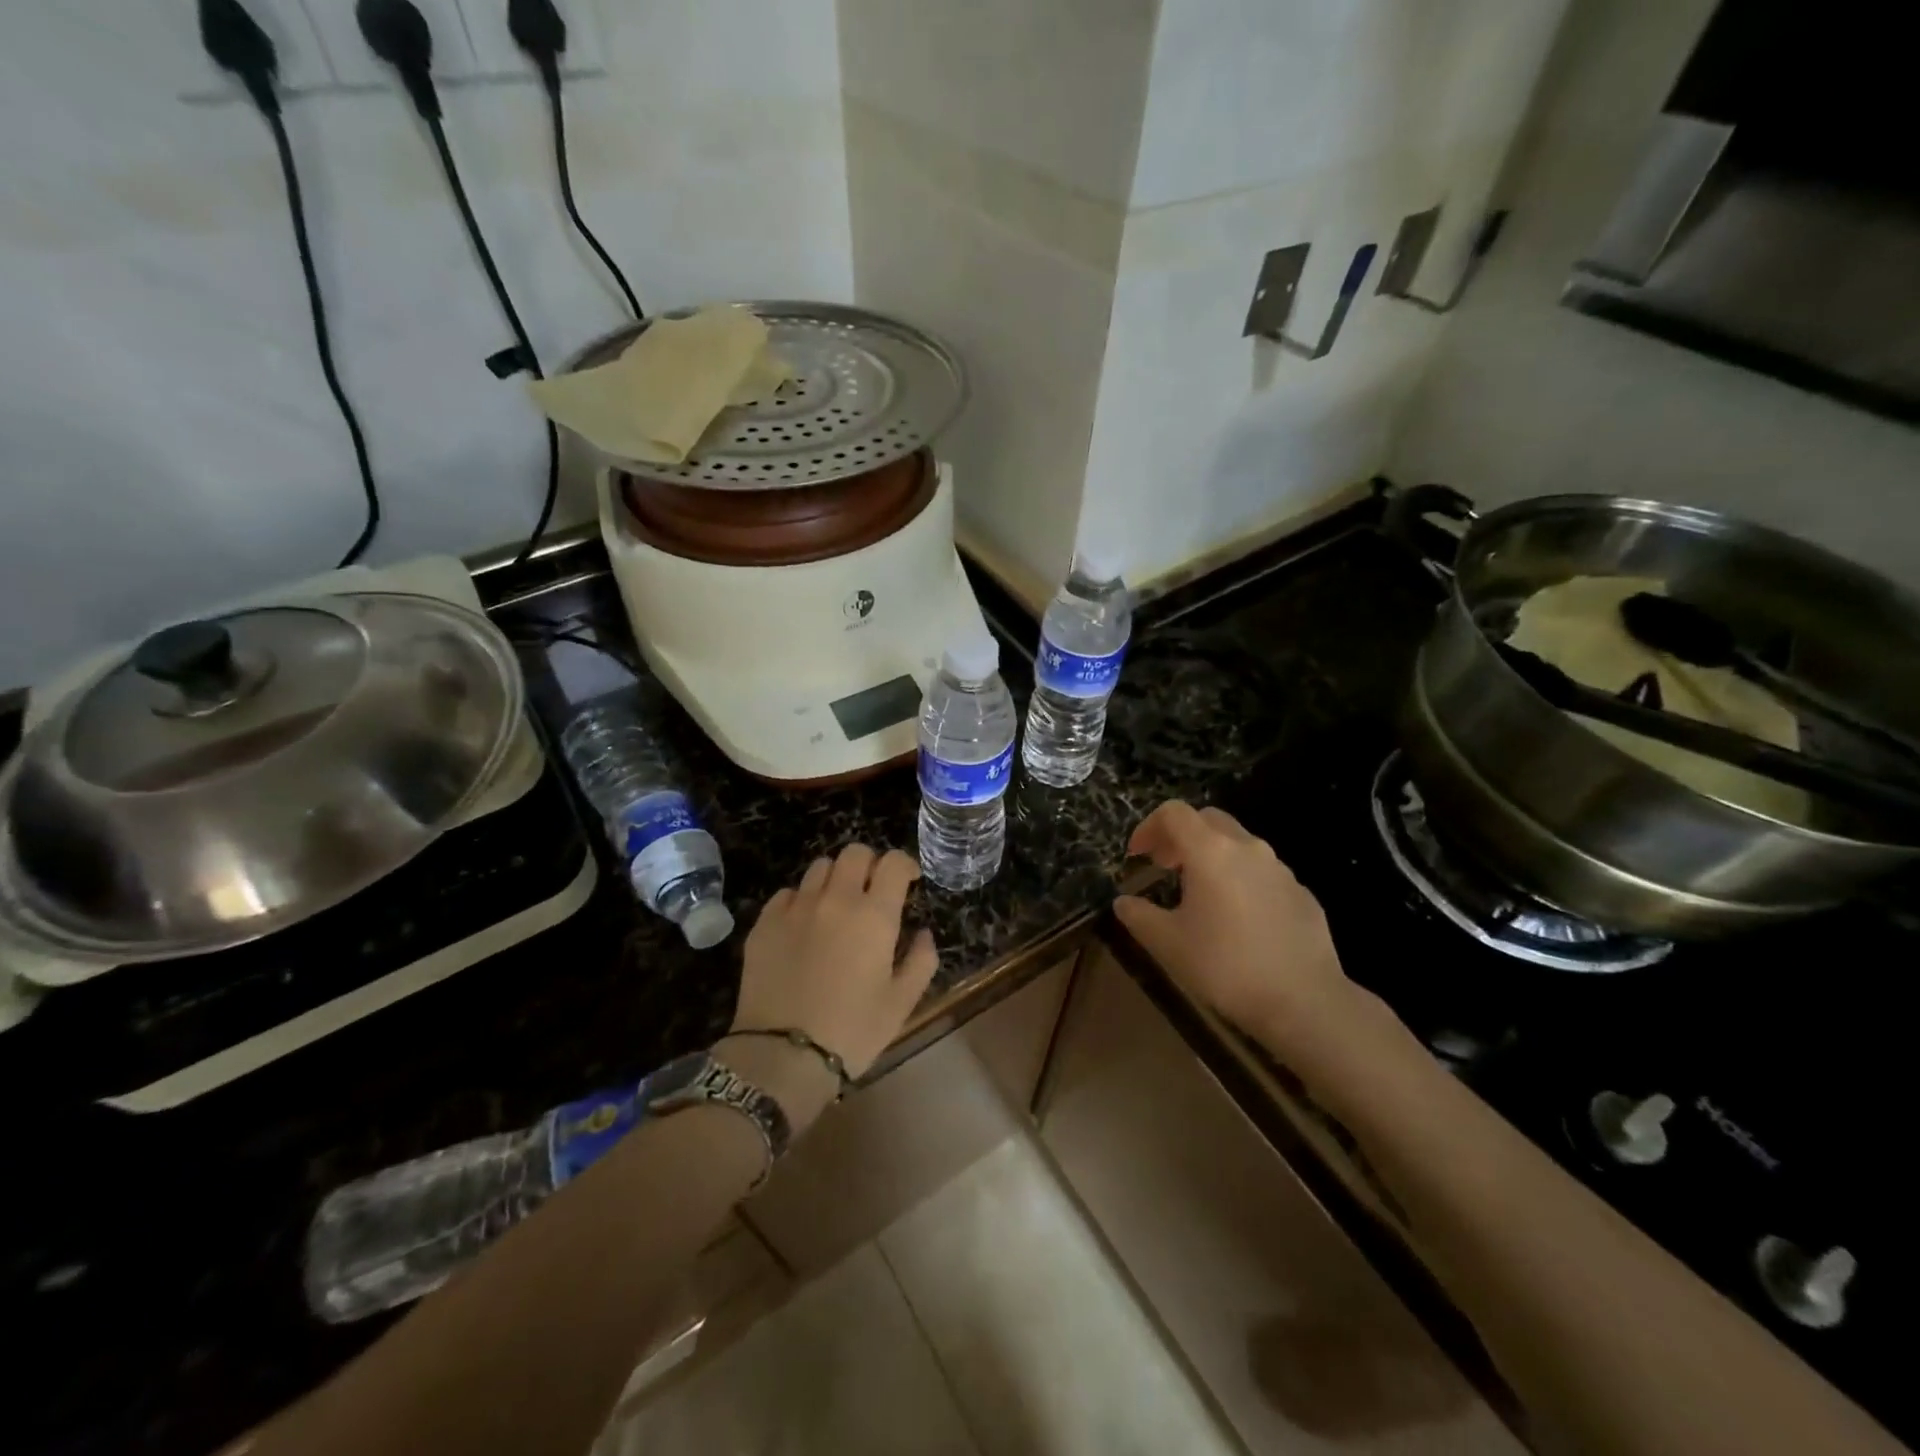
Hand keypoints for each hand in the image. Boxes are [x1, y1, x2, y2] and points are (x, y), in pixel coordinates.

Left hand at [731, 845, 938, 1082]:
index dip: (904, 865)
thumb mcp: (901, 1003)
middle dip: (869, 864)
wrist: (782, 1056)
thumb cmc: (852, 1031)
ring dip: (835, 879)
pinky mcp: (765, 922)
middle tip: (872, 890)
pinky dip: (802, 899)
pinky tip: (804, 924)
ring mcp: (796, 907)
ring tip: (836, 905)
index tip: (908, 881)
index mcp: (874, 915)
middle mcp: (835, 899)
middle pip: (854, 853)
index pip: (893, 862)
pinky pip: (787, 893)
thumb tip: (924, 934)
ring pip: (820, 867)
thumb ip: (921, 961)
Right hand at [1113, 802, 1352, 1055]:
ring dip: (1211, 856)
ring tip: (1198, 892)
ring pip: (1238, 844)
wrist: (1304, 1001)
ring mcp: (1280, 869)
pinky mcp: (1302, 893)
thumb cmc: (1226, 966)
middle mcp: (1248, 848)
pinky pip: (1262, 872)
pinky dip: (1240, 878)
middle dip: (1180, 835)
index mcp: (1211, 851)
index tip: (1136, 855)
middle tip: (1164, 866)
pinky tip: (1237, 918)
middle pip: (1207, 819)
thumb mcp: (1167, 944)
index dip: (1148, 827)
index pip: (1173, 813)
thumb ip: (1138, 916)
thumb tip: (1124, 902)